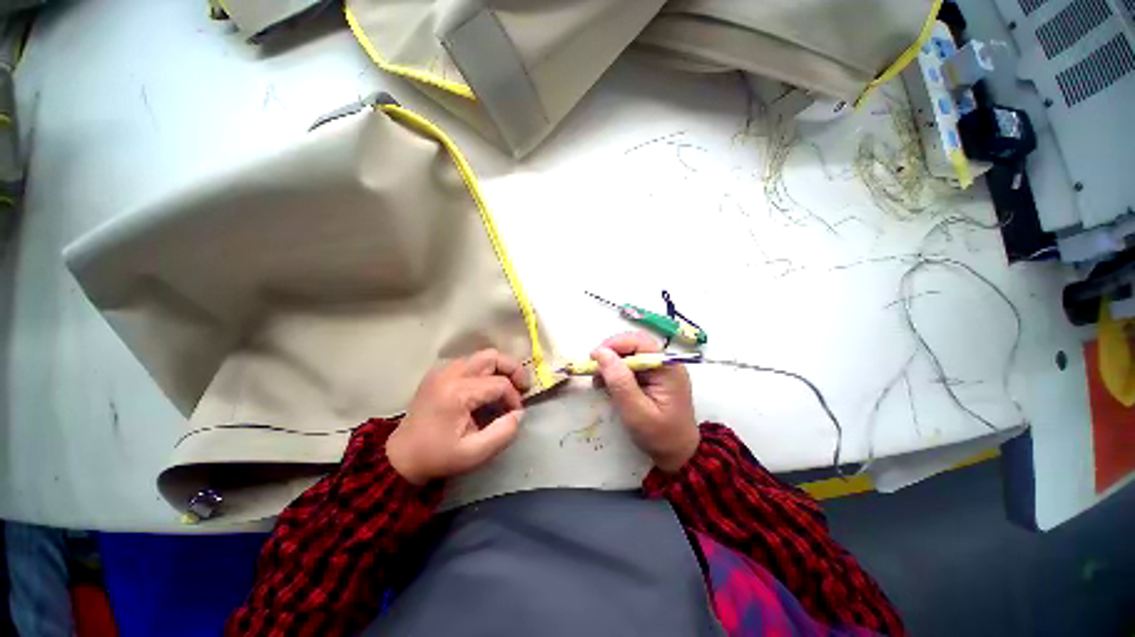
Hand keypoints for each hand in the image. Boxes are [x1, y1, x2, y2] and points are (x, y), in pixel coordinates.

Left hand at [387, 349, 528, 484]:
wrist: (401, 456)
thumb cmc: (438, 456)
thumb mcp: (475, 453)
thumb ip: (504, 433)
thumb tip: (519, 413)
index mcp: (457, 393)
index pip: (499, 384)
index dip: (514, 397)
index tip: (515, 414)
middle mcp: (450, 373)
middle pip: (492, 356)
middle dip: (513, 369)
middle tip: (523, 386)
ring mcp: (443, 370)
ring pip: (482, 356)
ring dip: (500, 368)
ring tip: (508, 386)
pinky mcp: (440, 372)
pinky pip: (471, 362)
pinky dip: (486, 370)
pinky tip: (488, 387)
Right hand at [591, 332, 698, 472]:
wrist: (677, 454)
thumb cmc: (659, 435)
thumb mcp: (636, 411)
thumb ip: (619, 381)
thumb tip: (601, 353)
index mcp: (667, 368)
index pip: (640, 342)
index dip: (615, 344)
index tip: (594, 357)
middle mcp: (665, 363)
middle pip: (634, 344)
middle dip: (611, 353)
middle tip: (593, 368)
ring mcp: (659, 369)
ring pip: (630, 354)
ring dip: (612, 363)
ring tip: (598, 380)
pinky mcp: (653, 377)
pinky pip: (631, 365)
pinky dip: (616, 372)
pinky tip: (607, 384)